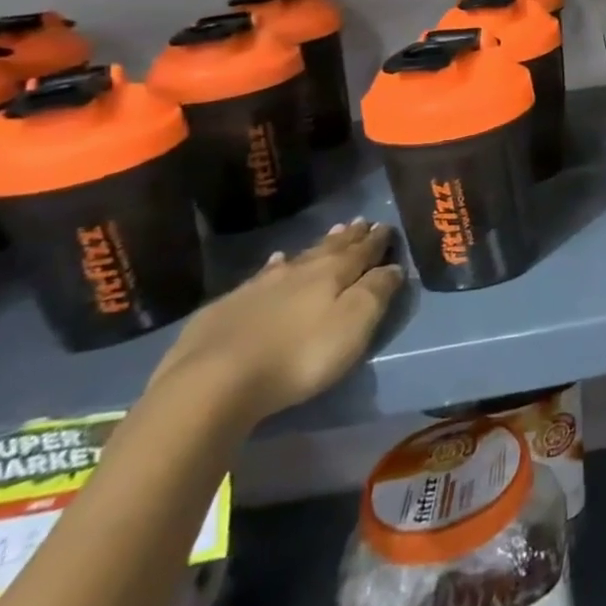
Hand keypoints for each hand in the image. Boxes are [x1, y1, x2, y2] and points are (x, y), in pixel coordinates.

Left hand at [148, 219, 403, 429]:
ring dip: (316, 247)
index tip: (386, 226)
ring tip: (329, 234)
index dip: (377, 240)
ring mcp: (259, 287)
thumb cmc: (299, 355)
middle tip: (361, 222)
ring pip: (296, 259)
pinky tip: (274, 264)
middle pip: (330, 249)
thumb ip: (376, 292)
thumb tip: (393, 267)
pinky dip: (274, 267)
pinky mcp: (227, 307)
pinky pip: (261, 276)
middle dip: (349, 237)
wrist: (213, 382)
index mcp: (333, 274)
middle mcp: (298, 271)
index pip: (362, 251)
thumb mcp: (353, 325)